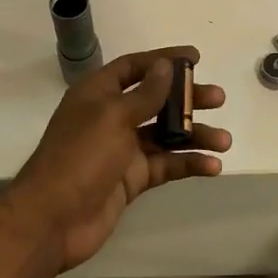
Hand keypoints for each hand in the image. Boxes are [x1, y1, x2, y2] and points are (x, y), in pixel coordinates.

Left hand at [0, 47, 229, 275]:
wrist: (53, 219)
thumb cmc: (80, 157)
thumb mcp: (113, 117)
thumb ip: (145, 94)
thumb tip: (165, 65)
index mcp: (97, 94)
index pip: (134, 67)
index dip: (163, 60)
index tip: (196, 58)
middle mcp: (110, 117)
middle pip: (155, 100)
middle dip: (187, 99)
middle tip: (218, 99)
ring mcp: (121, 150)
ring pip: (165, 135)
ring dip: (195, 135)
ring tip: (224, 140)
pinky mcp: (131, 179)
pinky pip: (165, 165)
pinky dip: (188, 163)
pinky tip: (212, 166)